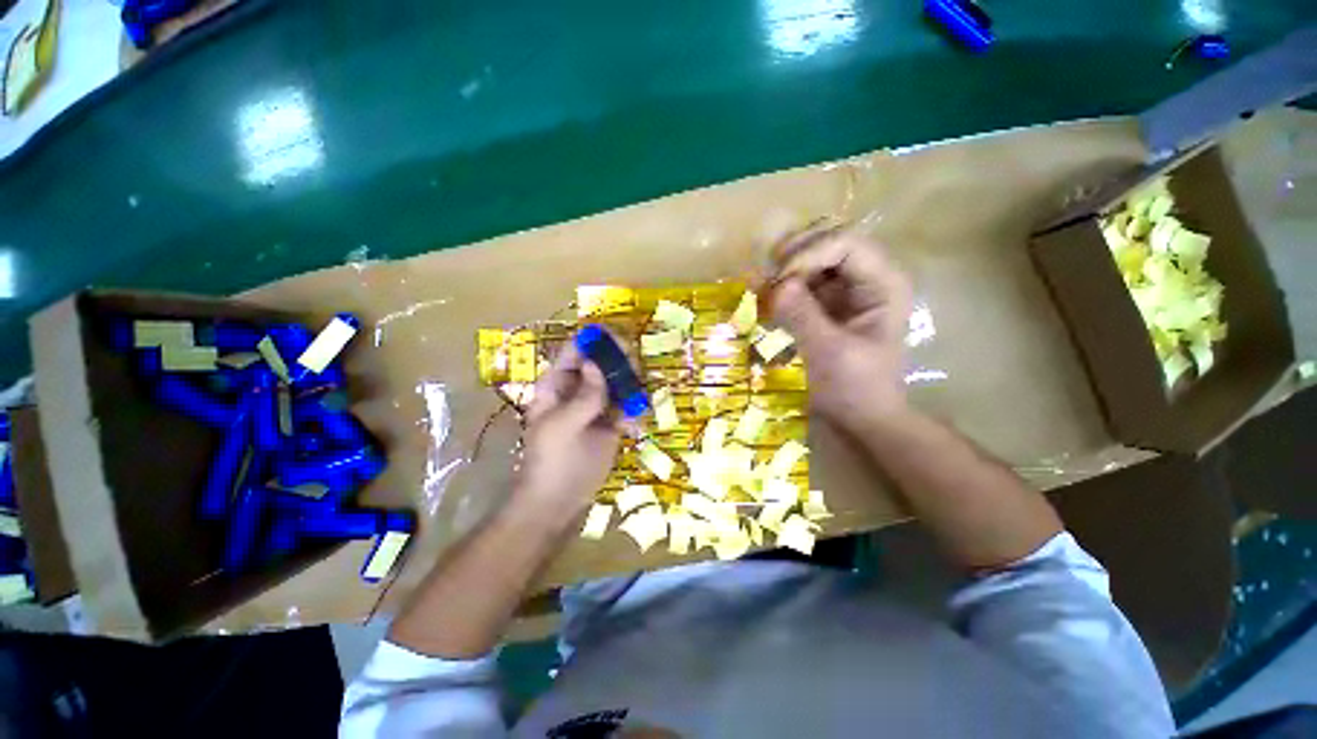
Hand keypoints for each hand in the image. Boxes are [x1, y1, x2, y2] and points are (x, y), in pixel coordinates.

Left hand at [517, 343, 621, 515]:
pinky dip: (633, 411)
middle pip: (601, 363)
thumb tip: (595, 364)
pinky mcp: (610, 423)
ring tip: (637, 397)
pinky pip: (625, 406)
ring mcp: (595, 406)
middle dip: (619, 362)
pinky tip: (632, 426)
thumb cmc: (553, 461)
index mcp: (557, 385)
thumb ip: (583, 395)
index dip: (595, 341)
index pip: (575, 352)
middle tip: (635, 368)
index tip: (619, 338)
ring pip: (617, 383)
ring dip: (630, 385)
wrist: (559, 501)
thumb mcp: (564, 426)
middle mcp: (577, 390)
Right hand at [768, 227, 913, 431]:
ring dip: (785, 267)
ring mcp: (846, 289)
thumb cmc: (856, 388)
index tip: (780, 282)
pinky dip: (783, 285)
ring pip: (813, 257)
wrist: (862, 417)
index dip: (809, 254)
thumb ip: (803, 315)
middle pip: (829, 241)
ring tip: (761, 286)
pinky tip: (765, 297)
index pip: (846, 244)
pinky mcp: (828, 303)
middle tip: (767, 276)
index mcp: (883, 284)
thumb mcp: (829, 353)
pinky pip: (803, 280)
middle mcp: (867, 277)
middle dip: (795, 254)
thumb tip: (776, 284)